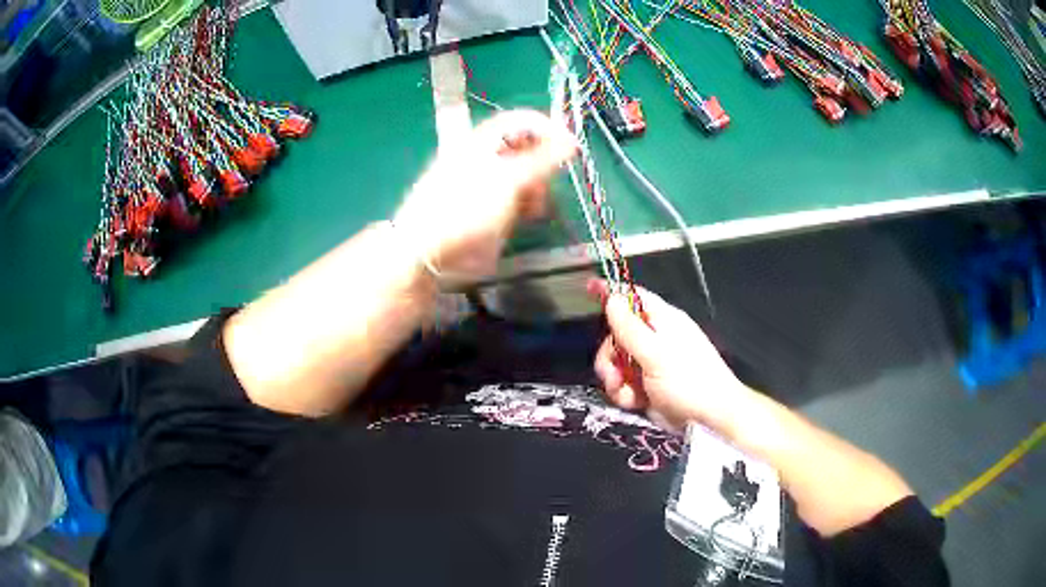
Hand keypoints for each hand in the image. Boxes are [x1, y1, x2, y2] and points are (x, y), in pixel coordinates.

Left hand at [393, 110, 577, 284]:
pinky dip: (526, 203)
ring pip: (524, 174)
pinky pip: (515, 196)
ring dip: (536, 188)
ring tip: (535, 208)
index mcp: (483, 140)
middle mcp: (485, 156)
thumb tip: (571, 140)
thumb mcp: (508, 181)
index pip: (523, 121)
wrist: (427, 252)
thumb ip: (542, 160)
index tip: (570, 150)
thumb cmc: (465, 209)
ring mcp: (485, 182)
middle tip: (548, 186)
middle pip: (525, 148)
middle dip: (544, 165)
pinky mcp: (486, 206)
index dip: (549, 129)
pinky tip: (527, 217)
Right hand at [588, 280, 752, 432]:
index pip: (633, 297)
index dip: (611, 292)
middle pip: (617, 335)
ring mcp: (650, 364)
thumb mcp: (656, 354)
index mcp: (663, 321)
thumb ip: (630, 328)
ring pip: (617, 363)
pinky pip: (624, 383)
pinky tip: (634, 402)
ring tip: (626, 393)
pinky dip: (624, 393)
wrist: (709, 420)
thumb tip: (612, 297)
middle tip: (613, 372)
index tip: (589, 288)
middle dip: (609, 355)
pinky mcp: (647, 386)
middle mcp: (655, 339)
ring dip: (615, 379)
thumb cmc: (689, 382)